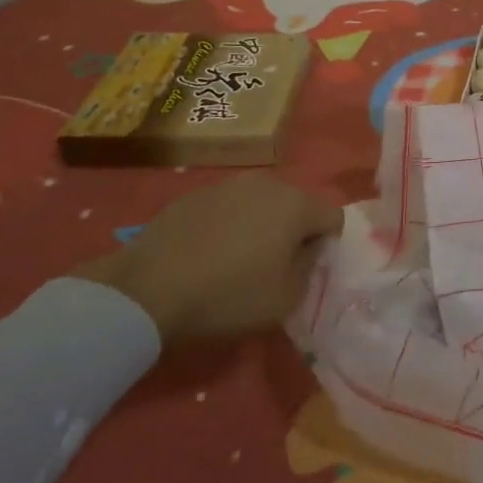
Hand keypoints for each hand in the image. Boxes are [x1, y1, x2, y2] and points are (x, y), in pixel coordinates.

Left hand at [73, 177, 343, 344]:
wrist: (150, 288)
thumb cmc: (229, 296)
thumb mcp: (285, 299)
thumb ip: (309, 268)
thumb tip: (308, 249)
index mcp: (296, 204)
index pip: (333, 217)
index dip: (327, 244)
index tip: (307, 271)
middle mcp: (268, 183)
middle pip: (296, 205)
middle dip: (293, 231)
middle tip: (274, 266)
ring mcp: (229, 184)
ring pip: (262, 203)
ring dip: (260, 225)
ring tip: (238, 260)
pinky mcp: (197, 193)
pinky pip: (229, 207)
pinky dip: (229, 225)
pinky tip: (209, 254)